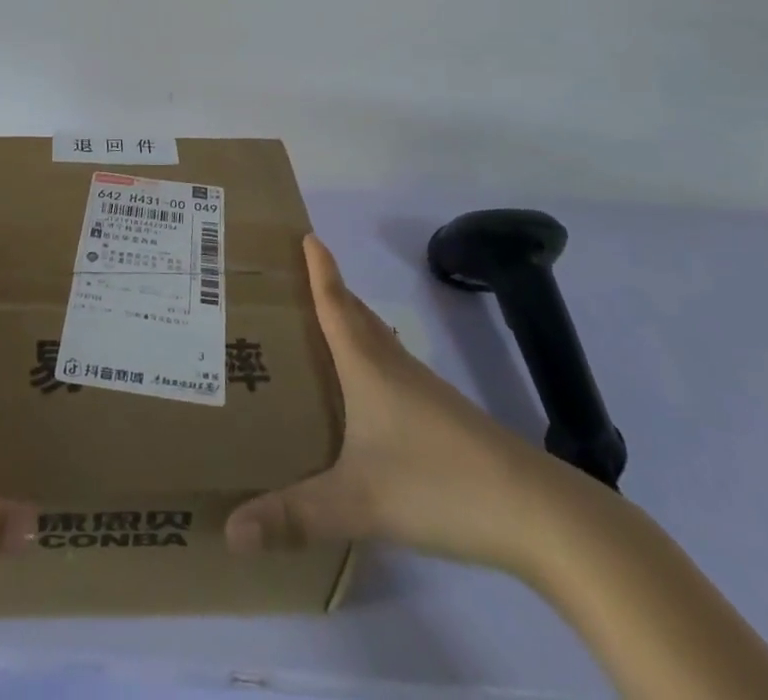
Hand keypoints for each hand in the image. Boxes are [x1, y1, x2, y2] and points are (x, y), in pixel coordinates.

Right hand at [225, 234, 570, 574]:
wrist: (538, 513)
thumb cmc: (438, 484)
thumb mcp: (358, 503)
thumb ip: (293, 516)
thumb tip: (230, 533)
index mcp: (367, 366)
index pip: (334, 304)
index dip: (319, 269)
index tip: (306, 234)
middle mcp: (393, 366)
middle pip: (356, 314)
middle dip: (328, 290)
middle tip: (295, 279)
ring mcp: (424, 390)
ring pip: (378, 341)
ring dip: (350, 324)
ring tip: (321, 328)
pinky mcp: (444, 417)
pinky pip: (394, 369)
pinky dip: (370, 360)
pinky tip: (367, 391)